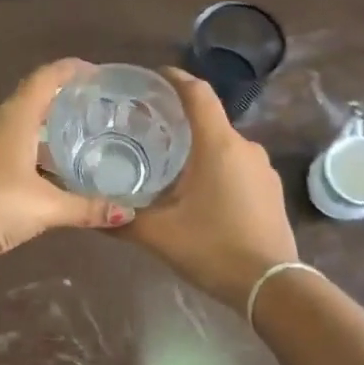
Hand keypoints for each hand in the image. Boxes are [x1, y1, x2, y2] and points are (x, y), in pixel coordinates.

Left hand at [0, 59, 134, 258]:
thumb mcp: (46, 207)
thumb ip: (86, 208)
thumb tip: (128, 213)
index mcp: (16, 118)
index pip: (45, 78)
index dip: (70, 70)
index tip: (94, 71)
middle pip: (32, 99)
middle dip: (61, 100)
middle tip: (92, 107)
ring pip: (19, 125)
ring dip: (45, 127)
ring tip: (75, 139)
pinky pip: (9, 146)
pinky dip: (31, 149)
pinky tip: (47, 170)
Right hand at [124, 68, 298, 308]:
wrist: (272, 286)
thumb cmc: (213, 249)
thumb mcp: (159, 235)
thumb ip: (123, 220)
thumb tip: (91, 215)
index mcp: (218, 145)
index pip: (197, 93)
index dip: (175, 78)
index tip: (152, 78)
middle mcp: (245, 147)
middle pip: (209, 119)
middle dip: (180, 119)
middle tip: (146, 128)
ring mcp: (263, 169)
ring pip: (224, 145)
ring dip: (198, 147)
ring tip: (168, 161)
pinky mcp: (270, 190)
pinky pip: (238, 165)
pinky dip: (216, 167)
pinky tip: (197, 190)